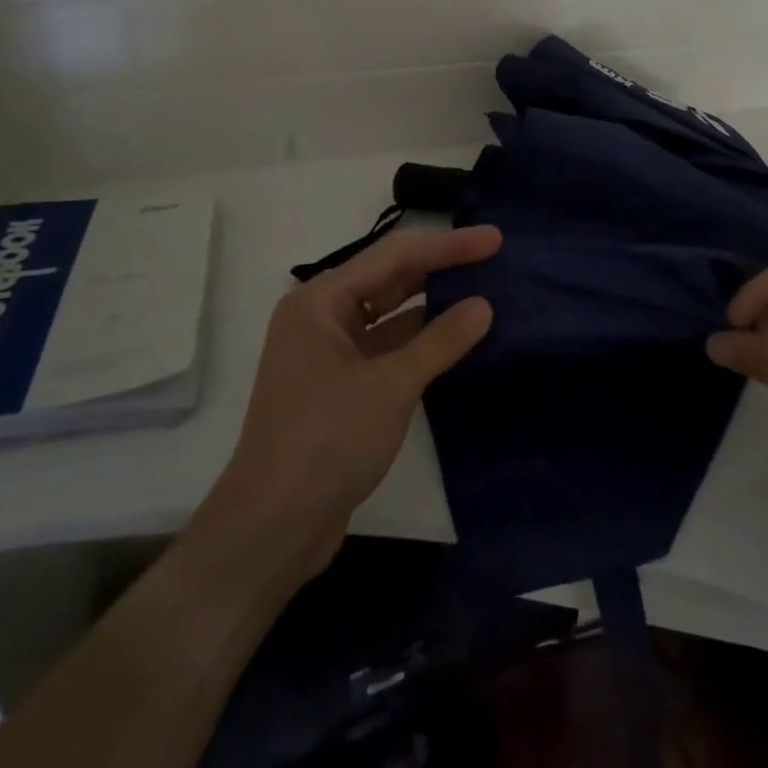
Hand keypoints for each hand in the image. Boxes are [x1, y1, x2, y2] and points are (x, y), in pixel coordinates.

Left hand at [190, 226, 501, 578]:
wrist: (273, 529)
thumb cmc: (326, 442)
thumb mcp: (391, 386)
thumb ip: (440, 341)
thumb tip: (484, 305)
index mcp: (320, 302)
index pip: (394, 257)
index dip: (448, 245)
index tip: (494, 239)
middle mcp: (321, 318)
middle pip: (390, 280)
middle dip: (441, 269)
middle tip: (493, 259)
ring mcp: (330, 354)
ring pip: (390, 315)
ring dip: (433, 306)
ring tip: (484, 293)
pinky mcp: (342, 387)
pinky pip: (387, 348)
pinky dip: (421, 342)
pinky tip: (457, 340)